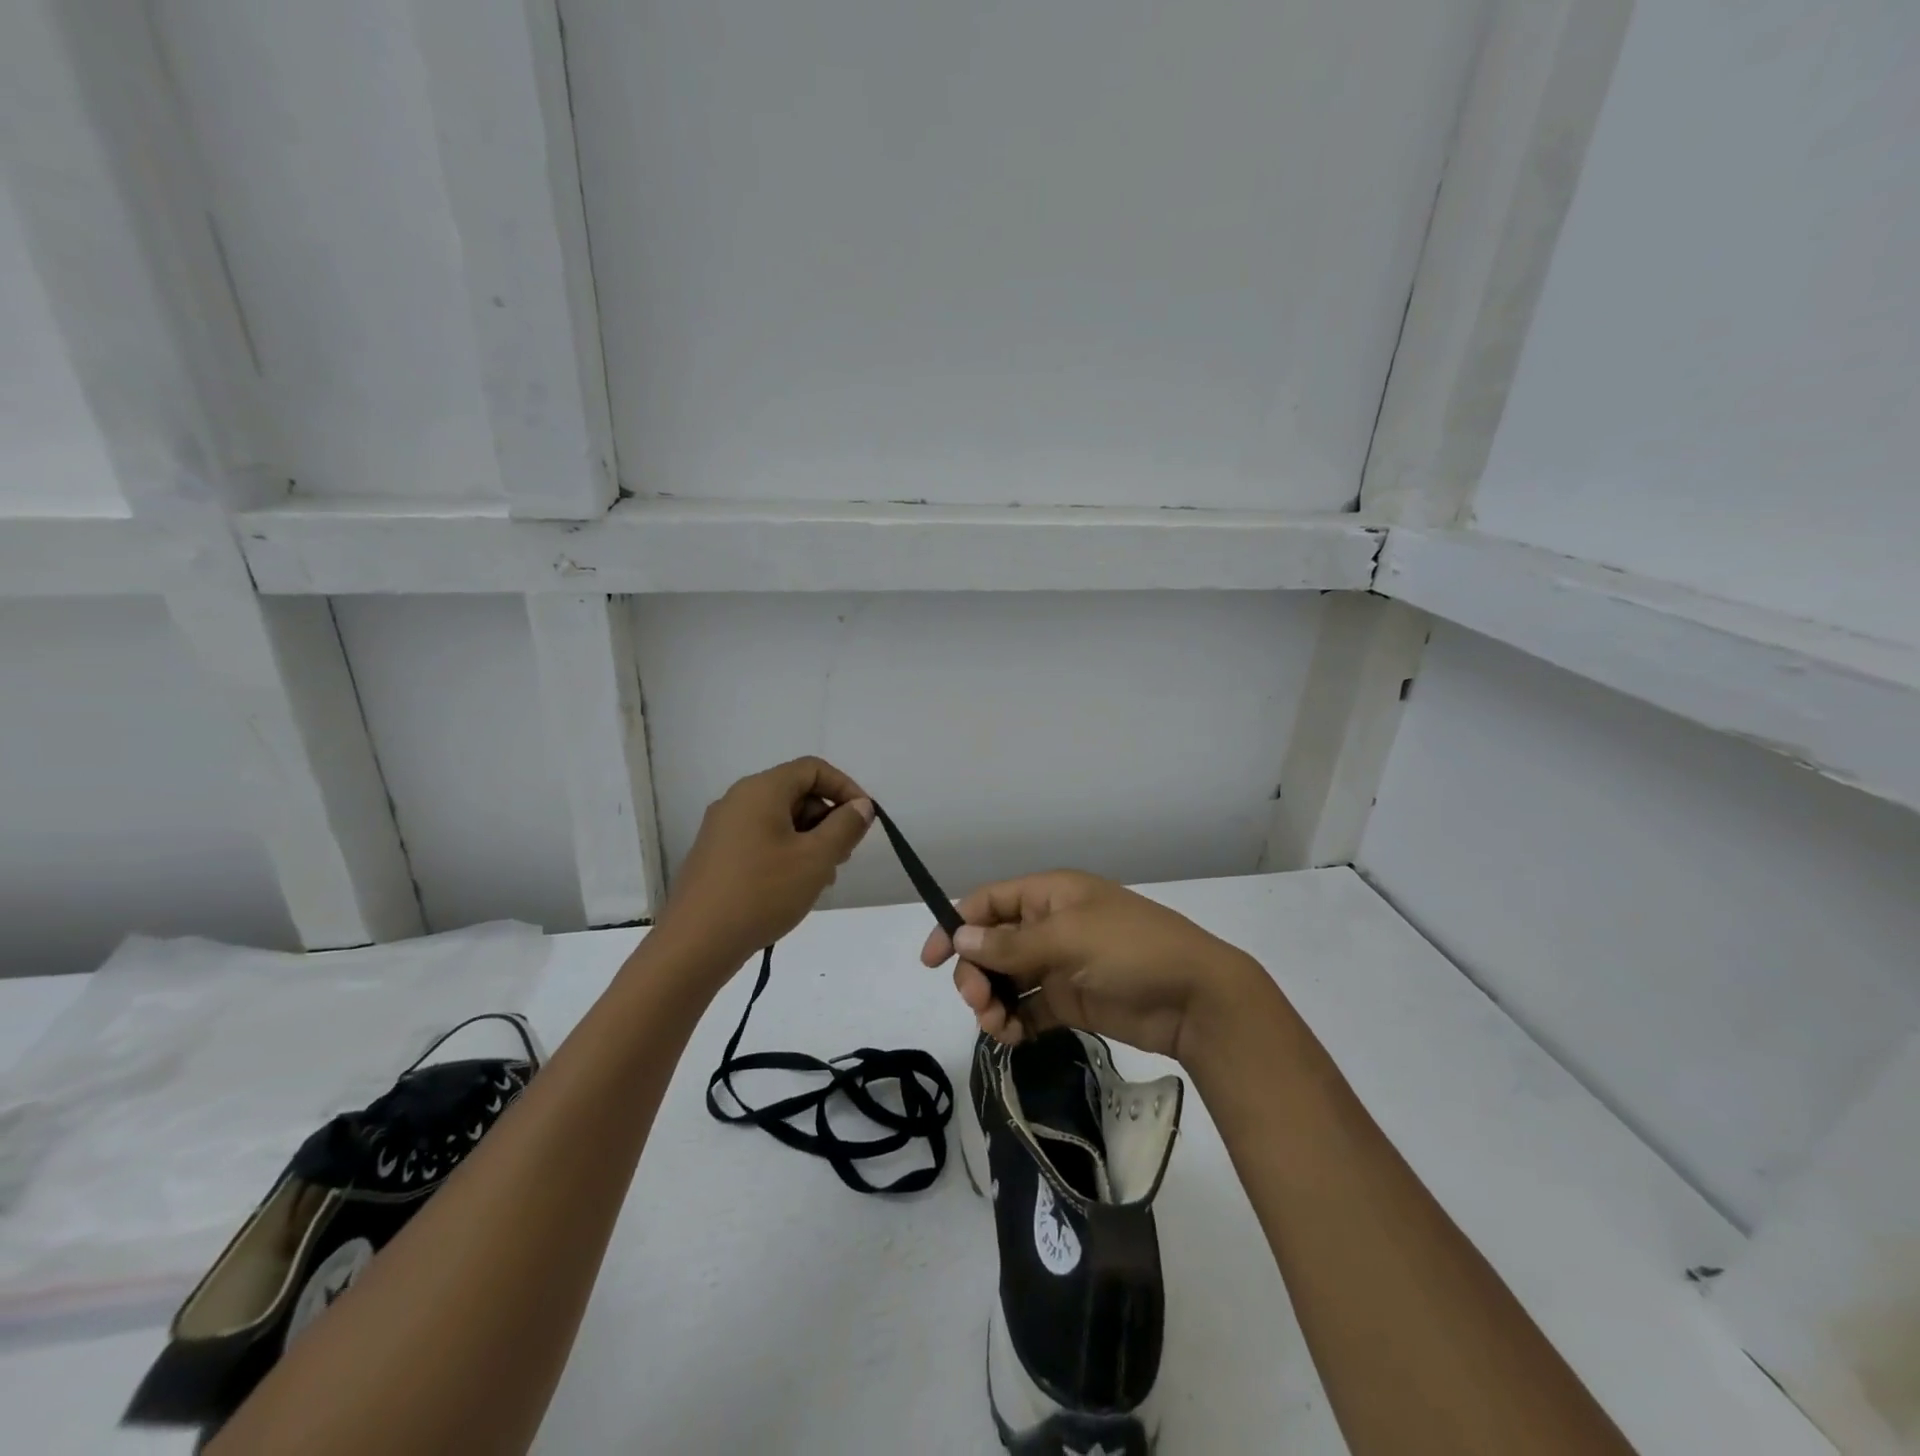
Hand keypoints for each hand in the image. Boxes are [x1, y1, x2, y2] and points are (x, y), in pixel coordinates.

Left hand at [654, 757, 873, 976]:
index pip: (813, 769)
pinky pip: (761, 840)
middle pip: (796, 793)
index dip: (845, 788)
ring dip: (809, 841)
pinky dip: (786, 853)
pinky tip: (794, 888)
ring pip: (780, 820)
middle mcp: (738, 800)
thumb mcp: (815, 859)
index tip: (864, 821)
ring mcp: (723, 829)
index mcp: (761, 790)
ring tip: (822, 878)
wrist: (695, 944)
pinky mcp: (716, 855)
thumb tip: (861, 806)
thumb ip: (845, 826)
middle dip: (828, 819)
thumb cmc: (762, 892)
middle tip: (844, 856)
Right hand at [919, 870, 1270, 1063]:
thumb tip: (960, 938)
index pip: (988, 903)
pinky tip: (1013, 1038)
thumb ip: (1012, 943)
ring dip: (992, 1001)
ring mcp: (1060, 965)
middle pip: (992, 945)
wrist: (1196, 999)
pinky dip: (1014, 1022)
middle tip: (979, 1003)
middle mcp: (1050, 925)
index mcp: (1049, 894)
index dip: (955, 926)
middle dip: (976, 973)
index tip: (931, 961)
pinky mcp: (1071, 1001)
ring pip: (1007, 979)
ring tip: (997, 1027)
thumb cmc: (1132, 950)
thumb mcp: (1069, 938)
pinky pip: (1028, 1009)